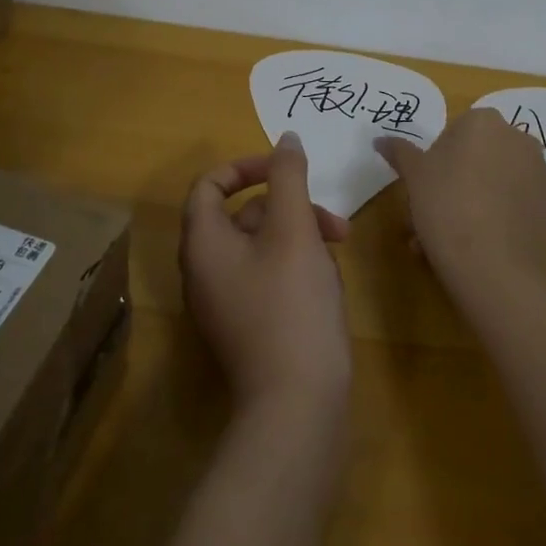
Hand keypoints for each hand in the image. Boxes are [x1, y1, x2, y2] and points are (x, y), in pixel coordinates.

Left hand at [180, 133, 352, 414]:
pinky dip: (297, 265)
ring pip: (261, 246)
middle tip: (331, 217)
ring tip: (341, 245)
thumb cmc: (291, 305)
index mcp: (204, 244)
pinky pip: (268, 276)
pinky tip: (330, 280)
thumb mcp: (294, 229)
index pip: (209, 185)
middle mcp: (205, 271)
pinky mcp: (249, 326)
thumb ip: (288, 177)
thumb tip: (286, 138)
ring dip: (300, 234)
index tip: (284, 168)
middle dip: (289, 206)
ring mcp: (225, 302)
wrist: (297, 407)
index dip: (245, 167)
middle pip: (242, 215)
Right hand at [376, 107, 545, 303]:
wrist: (498, 270)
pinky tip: (471, 249)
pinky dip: (492, 218)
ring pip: (492, 183)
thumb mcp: (414, 177)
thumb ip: (399, 152)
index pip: (452, 133)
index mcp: (484, 122)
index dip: (434, 161)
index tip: (423, 188)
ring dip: (468, 203)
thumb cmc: (448, 208)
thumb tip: (380, 139)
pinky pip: (510, 205)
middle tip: (428, 215)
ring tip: (442, 240)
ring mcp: (538, 173)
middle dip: (451, 183)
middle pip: (475, 157)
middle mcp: (518, 139)